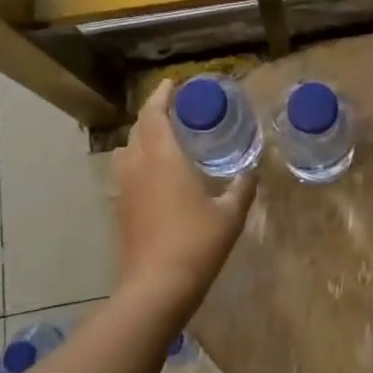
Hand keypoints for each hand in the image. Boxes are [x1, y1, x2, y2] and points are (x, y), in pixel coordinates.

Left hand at [112, 79, 257, 312]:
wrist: (156, 288)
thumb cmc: (196, 243)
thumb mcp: (230, 214)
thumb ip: (242, 188)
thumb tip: (252, 171)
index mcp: (163, 157)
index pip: (154, 114)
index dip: (162, 95)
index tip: (173, 83)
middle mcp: (138, 166)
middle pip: (138, 128)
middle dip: (153, 114)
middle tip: (174, 109)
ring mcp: (124, 189)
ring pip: (126, 151)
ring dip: (141, 138)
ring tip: (163, 140)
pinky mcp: (120, 211)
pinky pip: (126, 174)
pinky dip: (138, 163)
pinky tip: (157, 177)